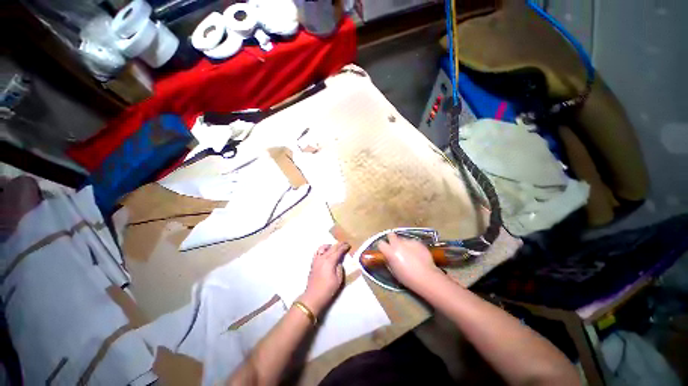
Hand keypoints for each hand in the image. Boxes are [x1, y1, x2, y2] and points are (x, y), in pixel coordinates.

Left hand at [300, 242, 349, 315]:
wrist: (313, 297)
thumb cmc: (327, 289)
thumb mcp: (338, 280)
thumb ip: (340, 268)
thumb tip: (338, 262)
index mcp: (330, 262)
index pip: (338, 251)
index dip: (344, 247)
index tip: (348, 245)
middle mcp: (322, 258)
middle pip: (332, 248)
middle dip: (339, 244)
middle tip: (345, 243)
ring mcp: (316, 260)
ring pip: (323, 247)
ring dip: (330, 245)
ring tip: (335, 247)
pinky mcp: (313, 263)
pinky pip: (317, 252)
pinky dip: (322, 249)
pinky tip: (325, 252)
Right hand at [377, 233, 442, 289]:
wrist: (426, 277)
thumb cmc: (407, 278)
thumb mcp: (394, 271)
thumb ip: (389, 260)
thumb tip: (388, 256)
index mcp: (390, 252)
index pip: (380, 243)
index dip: (382, 247)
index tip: (384, 250)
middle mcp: (398, 244)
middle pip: (390, 235)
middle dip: (391, 239)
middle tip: (394, 247)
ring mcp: (408, 242)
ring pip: (402, 239)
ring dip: (403, 244)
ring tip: (408, 252)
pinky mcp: (418, 242)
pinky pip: (412, 241)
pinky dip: (412, 246)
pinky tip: (416, 253)